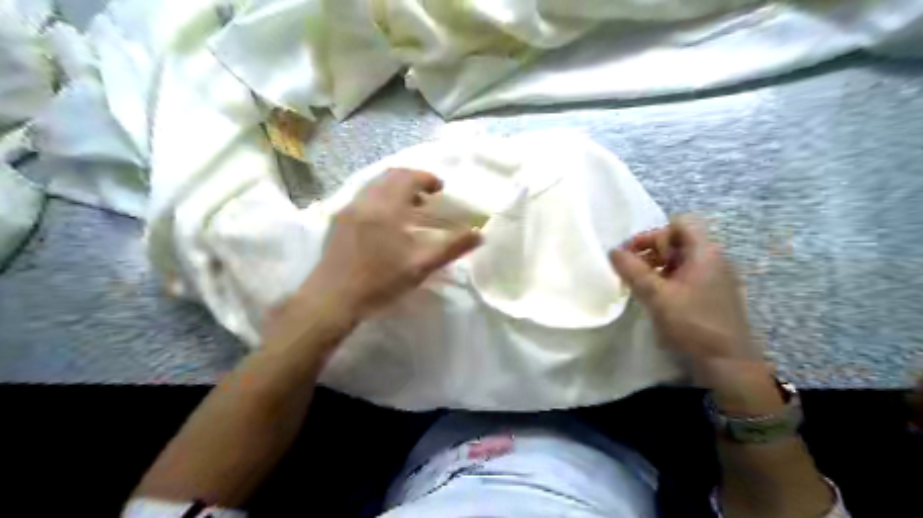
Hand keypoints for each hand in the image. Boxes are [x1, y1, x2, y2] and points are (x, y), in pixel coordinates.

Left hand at [311, 170, 483, 321]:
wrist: (332, 298)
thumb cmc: (380, 281)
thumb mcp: (421, 265)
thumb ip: (452, 247)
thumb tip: (480, 233)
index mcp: (386, 207)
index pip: (409, 177)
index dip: (427, 178)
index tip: (440, 189)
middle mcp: (365, 200)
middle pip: (390, 175)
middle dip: (411, 179)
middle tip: (427, 196)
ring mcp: (348, 209)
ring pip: (374, 185)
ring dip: (394, 188)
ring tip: (409, 208)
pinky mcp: (338, 221)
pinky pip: (363, 197)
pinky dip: (380, 197)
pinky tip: (386, 221)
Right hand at [611, 217, 761, 385]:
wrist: (728, 363)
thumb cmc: (693, 323)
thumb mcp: (657, 296)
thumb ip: (633, 271)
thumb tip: (613, 251)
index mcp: (705, 252)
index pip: (678, 224)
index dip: (653, 235)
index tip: (632, 254)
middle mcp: (714, 258)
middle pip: (678, 241)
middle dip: (651, 251)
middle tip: (630, 269)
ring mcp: (715, 277)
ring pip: (681, 260)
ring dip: (657, 266)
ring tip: (639, 284)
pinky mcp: (713, 294)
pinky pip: (687, 275)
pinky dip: (668, 279)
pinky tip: (656, 297)